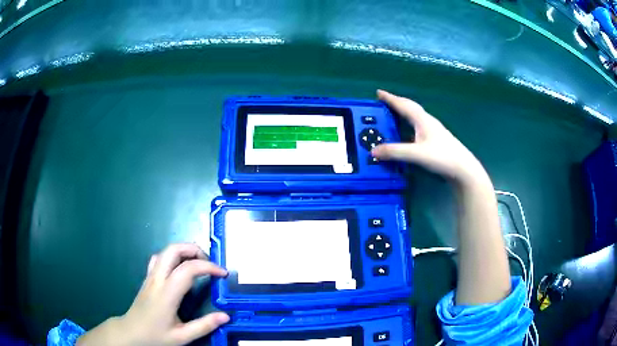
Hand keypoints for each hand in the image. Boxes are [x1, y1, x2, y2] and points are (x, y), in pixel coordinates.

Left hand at [77, 243, 229, 345]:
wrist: (131, 332)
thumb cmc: (155, 335)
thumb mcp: (182, 337)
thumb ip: (204, 326)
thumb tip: (225, 316)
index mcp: (167, 293)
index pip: (188, 269)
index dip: (208, 267)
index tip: (223, 274)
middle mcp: (157, 279)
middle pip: (173, 250)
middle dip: (195, 250)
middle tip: (210, 263)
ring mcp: (150, 276)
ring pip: (165, 251)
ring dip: (184, 251)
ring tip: (198, 264)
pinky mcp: (147, 278)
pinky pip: (159, 258)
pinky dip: (173, 256)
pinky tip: (179, 268)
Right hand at [372, 90, 486, 184]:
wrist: (463, 169)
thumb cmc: (442, 157)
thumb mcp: (416, 154)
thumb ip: (394, 152)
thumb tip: (373, 151)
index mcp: (423, 120)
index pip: (404, 105)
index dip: (390, 98)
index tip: (378, 92)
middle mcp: (428, 122)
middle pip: (410, 108)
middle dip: (396, 103)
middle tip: (383, 103)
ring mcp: (433, 131)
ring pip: (415, 117)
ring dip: (403, 113)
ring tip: (392, 116)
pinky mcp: (436, 140)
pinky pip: (418, 127)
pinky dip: (408, 125)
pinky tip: (406, 134)